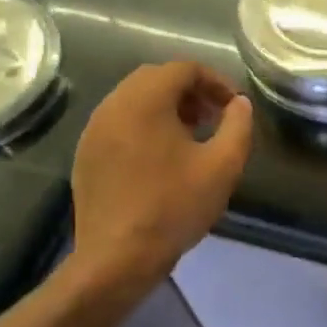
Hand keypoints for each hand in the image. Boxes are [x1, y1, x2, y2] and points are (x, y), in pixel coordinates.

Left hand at [65, 62, 253, 297]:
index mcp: (144, 101)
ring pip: (134, 99)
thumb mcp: (223, 165)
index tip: (233, 107)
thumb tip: (240, 104)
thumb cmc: (174, 206)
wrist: (117, 258)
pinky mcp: (86, 154)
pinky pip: (119, 123)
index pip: (183, 68)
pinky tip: (162, 158)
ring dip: (166, 107)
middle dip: (190, 91)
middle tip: (213, 117)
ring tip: (191, 137)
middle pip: (156, 78)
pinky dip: (144, 125)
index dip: (215, 81)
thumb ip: (239, 125)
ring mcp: (94, 131)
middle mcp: (113, 106)